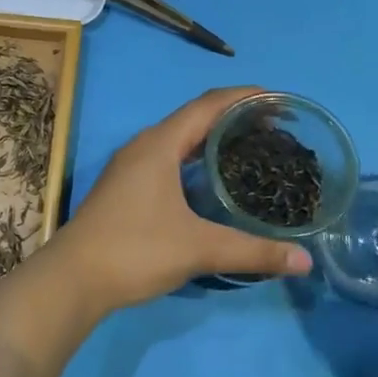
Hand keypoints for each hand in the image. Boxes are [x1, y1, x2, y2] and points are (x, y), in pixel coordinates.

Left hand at [44, 88, 313, 312]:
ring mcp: (132, 166)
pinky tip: (214, 182)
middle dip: (236, 118)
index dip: (247, 97)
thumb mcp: (199, 249)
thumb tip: (305, 262)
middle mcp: (145, 146)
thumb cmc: (135, 250)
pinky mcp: (127, 187)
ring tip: (252, 150)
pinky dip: (197, 159)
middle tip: (277, 129)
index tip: (282, 101)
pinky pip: (170, 158)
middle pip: (196, 118)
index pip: (210, 104)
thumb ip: (253, 252)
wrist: (73, 279)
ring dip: (215, 139)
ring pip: (181, 139)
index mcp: (160, 144)